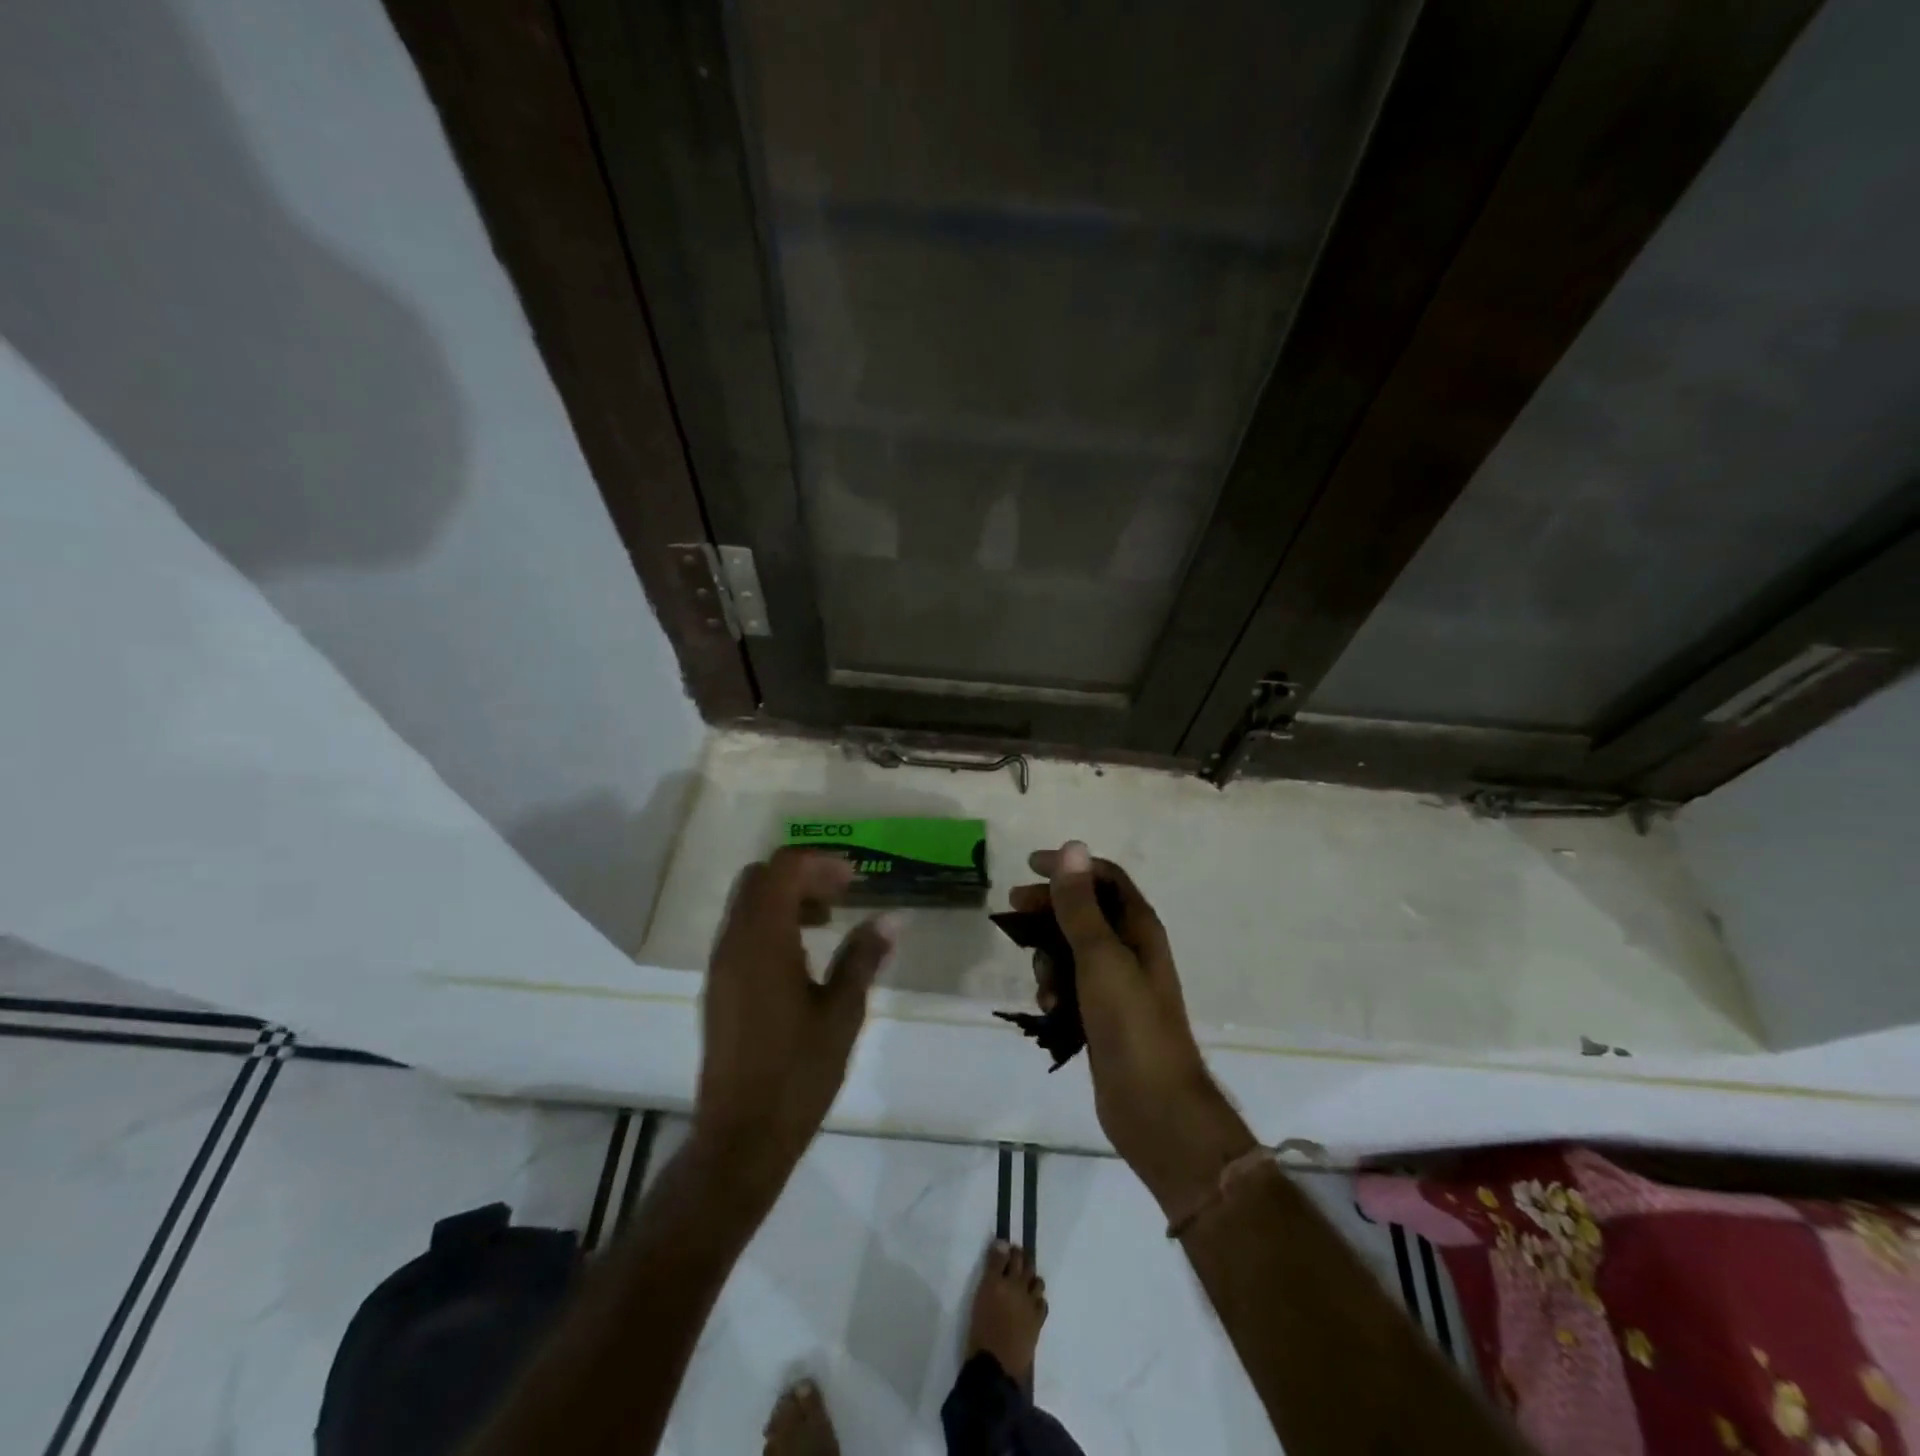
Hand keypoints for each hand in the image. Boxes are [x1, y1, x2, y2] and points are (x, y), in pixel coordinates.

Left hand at [693, 849, 895, 1192]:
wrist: (741, 1137)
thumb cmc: (798, 1073)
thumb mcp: (842, 1013)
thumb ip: (863, 958)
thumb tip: (890, 920)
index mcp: (762, 941)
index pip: (781, 869)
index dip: (820, 863)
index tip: (856, 881)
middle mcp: (733, 943)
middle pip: (759, 879)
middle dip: (802, 875)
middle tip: (843, 894)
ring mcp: (721, 965)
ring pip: (747, 904)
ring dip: (786, 898)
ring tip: (829, 921)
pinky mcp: (719, 987)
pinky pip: (742, 932)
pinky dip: (772, 924)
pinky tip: (804, 955)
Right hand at [1014, 842, 1257, 1215]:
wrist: (1154, 1108)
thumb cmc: (1130, 1023)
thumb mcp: (1100, 956)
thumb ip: (1081, 905)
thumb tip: (1072, 847)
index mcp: (1139, 928)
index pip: (1105, 878)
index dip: (1069, 867)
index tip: (1029, 866)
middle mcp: (1132, 949)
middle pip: (1086, 910)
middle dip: (1050, 907)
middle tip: (1012, 909)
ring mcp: (1119, 985)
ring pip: (1075, 950)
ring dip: (1050, 954)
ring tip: (1040, 977)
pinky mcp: (1105, 1015)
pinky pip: (1073, 985)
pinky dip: (1057, 987)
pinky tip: (1048, 1006)